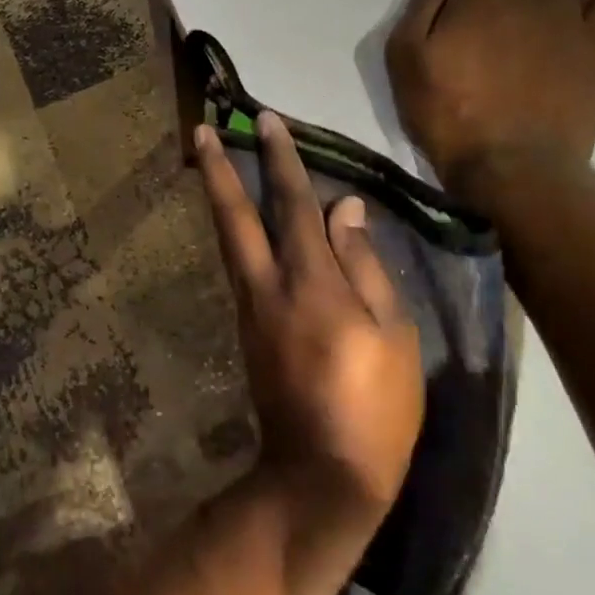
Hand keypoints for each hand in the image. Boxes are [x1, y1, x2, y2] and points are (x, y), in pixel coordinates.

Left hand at [194, 112, 423, 520]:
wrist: (320, 474)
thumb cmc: (375, 406)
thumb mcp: (394, 334)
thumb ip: (364, 264)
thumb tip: (345, 208)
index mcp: (311, 282)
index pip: (294, 204)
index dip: (281, 159)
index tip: (265, 120)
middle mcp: (268, 285)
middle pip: (235, 215)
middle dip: (217, 168)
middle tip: (201, 129)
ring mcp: (249, 307)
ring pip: (228, 238)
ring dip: (217, 196)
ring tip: (208, 161)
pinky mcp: (245, 328)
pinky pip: (237, 265)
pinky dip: (233, 233)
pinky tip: (237, 222)